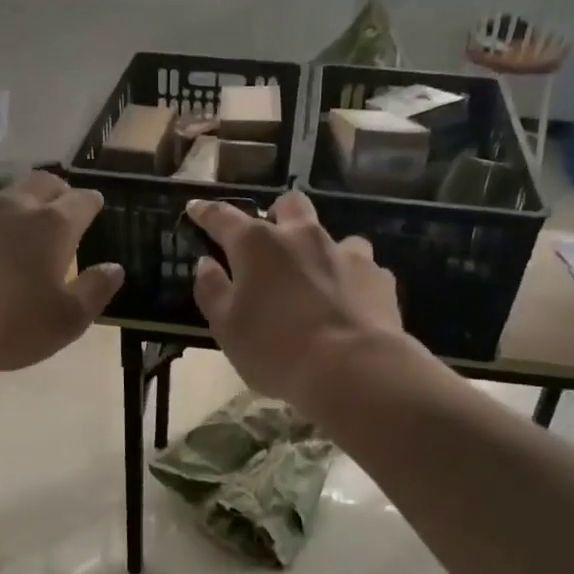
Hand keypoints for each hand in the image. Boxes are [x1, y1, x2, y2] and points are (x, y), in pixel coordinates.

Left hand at [0, 172, 121, 373]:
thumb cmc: (6, 321)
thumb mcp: (65, 320)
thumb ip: (95, 291)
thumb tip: (114, 268)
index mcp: (53, 225)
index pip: (82, 200)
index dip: (92, 203)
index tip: (96, 208)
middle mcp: (16, 207)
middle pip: (43, 182)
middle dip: (58, 191)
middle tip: (62, 207)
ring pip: (5, 195)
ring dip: (19, 205)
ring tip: (20, 227)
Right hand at [186, 192, 406, 408]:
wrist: (353, 369)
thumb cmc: (276, 349)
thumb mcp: (227, 328)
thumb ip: (212, 290)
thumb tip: (206, 264)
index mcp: (257, 245)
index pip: (223, 217)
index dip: (206, 212)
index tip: (195, 208)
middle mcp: (302, 236)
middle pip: (289, 204)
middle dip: (276, 213)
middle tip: (269, 240)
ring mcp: (345, 252)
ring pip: (330, 235)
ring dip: (318, 249)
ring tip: (314, 277)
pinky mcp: (377, 275)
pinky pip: (361, 267)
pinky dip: (349, 278)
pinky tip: (348, 302)